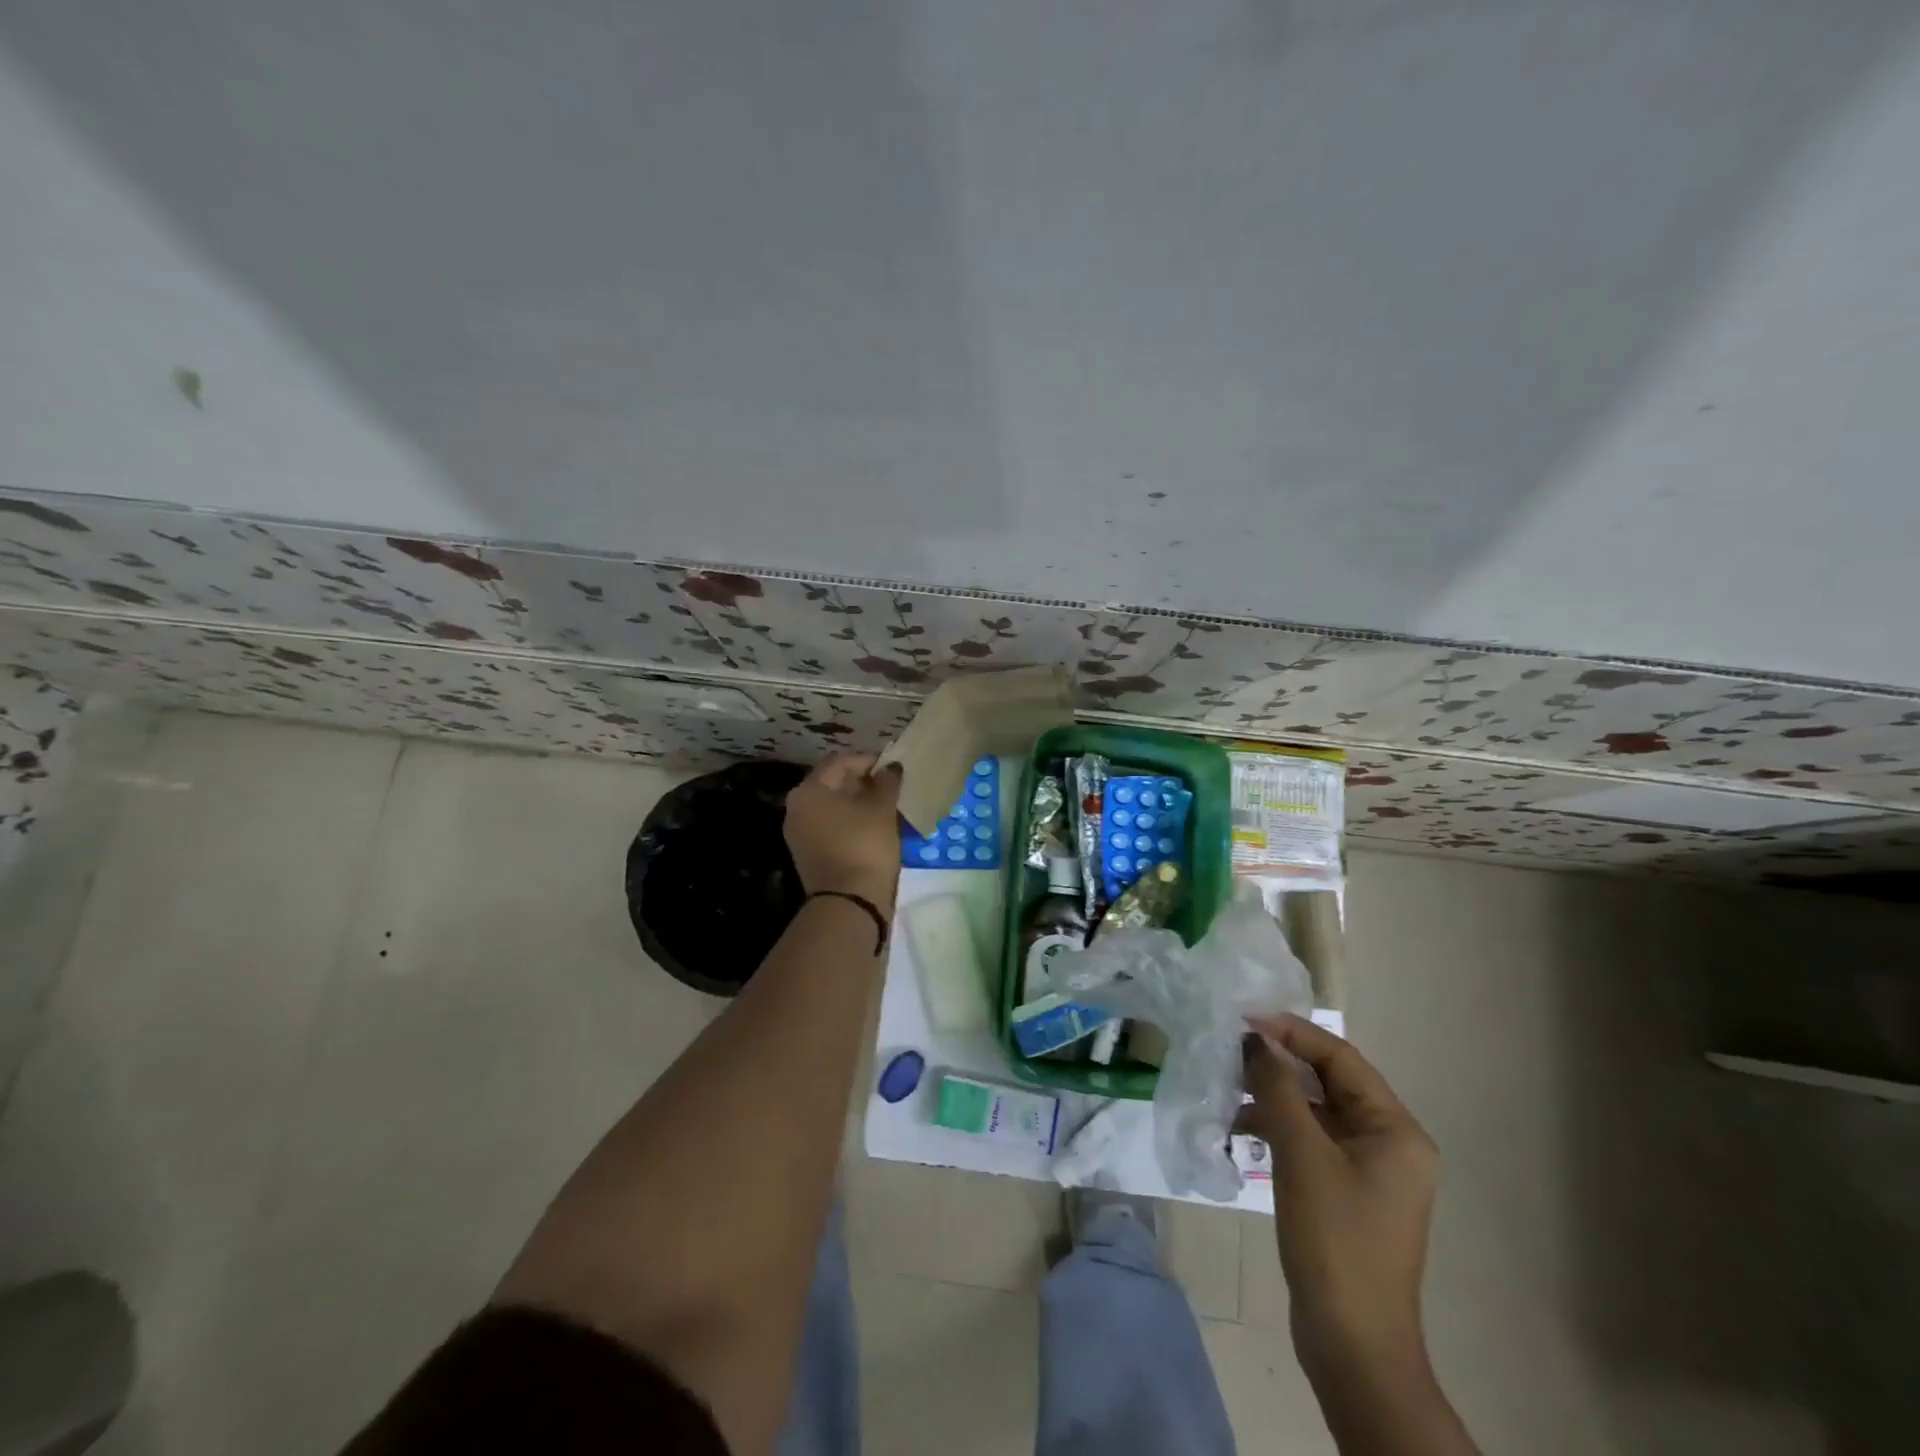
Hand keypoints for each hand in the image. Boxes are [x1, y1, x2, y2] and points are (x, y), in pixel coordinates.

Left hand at [783, 752, 903, 910]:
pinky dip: (851, 821)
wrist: (850, 904)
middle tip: (891, 785)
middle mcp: (797, 808)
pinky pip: (831, 827)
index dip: (868, 760)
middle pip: (832, 783)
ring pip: (832, 807)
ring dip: (858, 802)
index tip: (893, 766)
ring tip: (887, 805)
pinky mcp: (809, 854)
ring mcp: (800, 834)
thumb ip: (886, 782)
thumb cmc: (864, 845)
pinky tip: (874, 826)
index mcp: (808, 791)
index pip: (839, 762)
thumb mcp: (882, 809)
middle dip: (863, 781)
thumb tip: (890, 767)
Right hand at [1242, 1014, 1438, 1381]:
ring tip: (1228, 1086)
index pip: (1340, 1058)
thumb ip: (1277, 1088)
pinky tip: (1240, 1128)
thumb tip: (1254, 1039)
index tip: (1244, 1017)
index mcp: (1396, 1129)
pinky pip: (1311, 1141)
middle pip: (1330, 1082)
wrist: (1352, 1344)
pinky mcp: (1346, 1192)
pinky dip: (1278, 1128)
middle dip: (1279, 1063)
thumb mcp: (1301, 1154)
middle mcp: (1390, 1142)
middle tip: (1231, 1047)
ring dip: (1274, 1096)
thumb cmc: (1335, 1239)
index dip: (1291, 1032)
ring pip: (1316, 1111)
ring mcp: (1369, 1170)